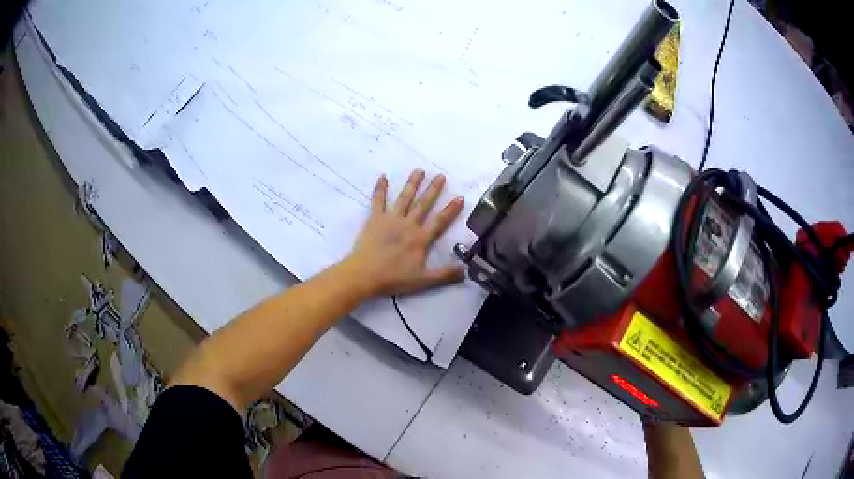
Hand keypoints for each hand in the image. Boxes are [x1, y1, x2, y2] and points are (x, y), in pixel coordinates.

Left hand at [346, 169, 464, 296]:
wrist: (364, 274)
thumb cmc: (393, 278)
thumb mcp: (423, 281)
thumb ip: (445, 275)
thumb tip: (465, 270)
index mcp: (420, 239)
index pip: (440, 221)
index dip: (451, 210)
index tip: (460, 197)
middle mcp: (408, 224)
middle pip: (423, 204)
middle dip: (433, 190)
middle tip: (441, 175)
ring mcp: (390, 219)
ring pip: (404, 198)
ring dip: (412, 184)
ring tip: (419, 170)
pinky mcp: (374, 219)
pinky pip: (378, 201)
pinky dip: (380, 188)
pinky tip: (383, 177)